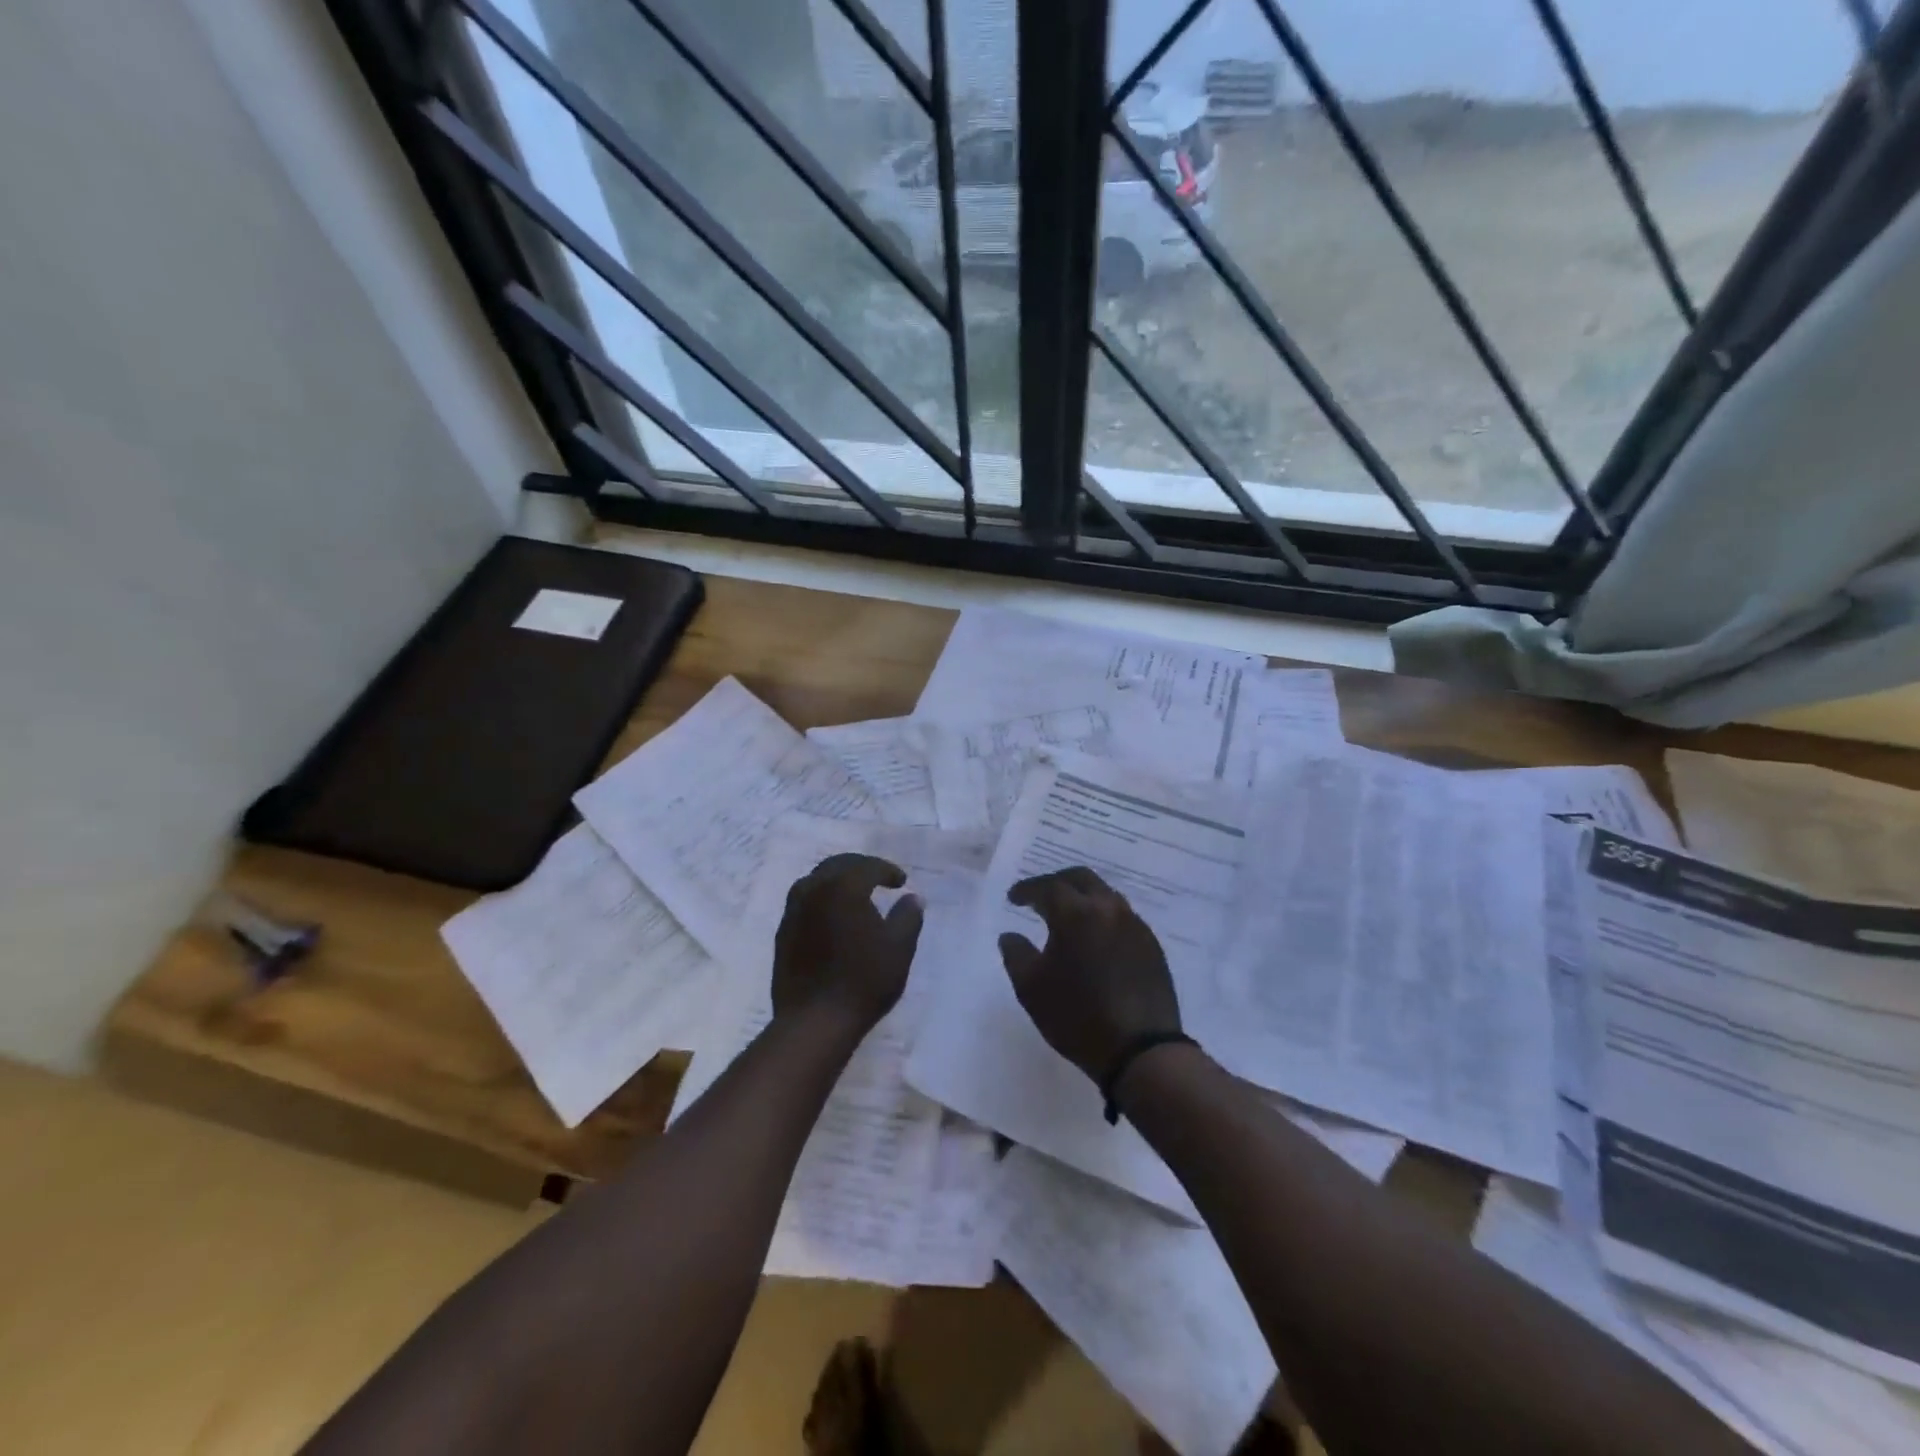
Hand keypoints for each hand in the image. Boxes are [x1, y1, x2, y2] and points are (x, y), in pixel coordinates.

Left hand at [772, 853, 923, 1034]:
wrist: (814, 1021)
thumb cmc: (863, 981)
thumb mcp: (899, 948)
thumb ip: (908, 916)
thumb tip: (913, 898)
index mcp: (843, 887)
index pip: (867, 866)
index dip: (887, 871)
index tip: (901, 882)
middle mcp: (813, 890)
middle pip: (837, 866)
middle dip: (860, 868)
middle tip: (878, 879)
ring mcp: (793, 912)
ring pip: (816, 881)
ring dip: (837, 881)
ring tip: (855, 895)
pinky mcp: (782, 933)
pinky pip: (804, 903)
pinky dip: (822, 900)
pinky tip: (833, 919)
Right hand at [997, 867, 1180, 1082]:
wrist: (1141, 1050)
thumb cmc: (1078, 1016)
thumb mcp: (1031, 989)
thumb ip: (1016, 955)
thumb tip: (1010, 935)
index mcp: (1076, 914)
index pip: (1048, 887)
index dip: (1028, 890)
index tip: (1014, 898)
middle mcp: (1108, 909)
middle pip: (1081, 878)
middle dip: (1057, 882)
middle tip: (1040, 896)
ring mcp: (1135, 925)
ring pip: (1105, 894)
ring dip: (1083, 897)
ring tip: (1068, 915)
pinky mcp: (1151, 945)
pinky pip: (1122, 916)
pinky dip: (1103, 916)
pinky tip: (1095, 937)